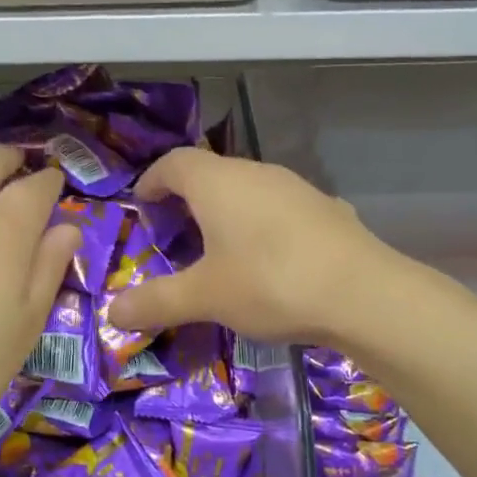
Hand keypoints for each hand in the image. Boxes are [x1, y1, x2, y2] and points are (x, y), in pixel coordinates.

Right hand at [108, 148, 394, 345]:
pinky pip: (279, 208)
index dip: (152, 180)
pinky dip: (262, 225)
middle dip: (187, 199)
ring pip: (248, 189)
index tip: (142, 205)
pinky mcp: (325, 209)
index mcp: (218, 182)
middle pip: (210, 173)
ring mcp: (296, 188)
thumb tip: (112, 313)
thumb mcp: (205, 297)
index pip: (174, 162)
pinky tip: (270, 260)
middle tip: (175, 235)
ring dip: (226, 211)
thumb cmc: (270, 283)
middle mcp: (256, 173)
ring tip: (219, 249)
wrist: (364, 294)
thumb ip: (156, 302)